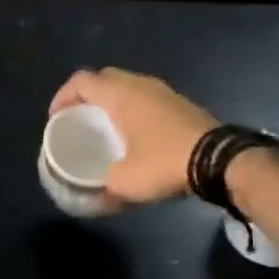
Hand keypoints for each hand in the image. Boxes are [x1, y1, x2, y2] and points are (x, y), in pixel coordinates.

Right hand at [50, 67, 216, 204]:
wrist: (221, 160)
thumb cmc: (164, 162)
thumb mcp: (126, 182)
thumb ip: (105, 187)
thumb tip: (96, 200)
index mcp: (119, 94)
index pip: (81, 81)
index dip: (63, 96)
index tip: (57, 117)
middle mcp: (140, 84)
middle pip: (104, 78)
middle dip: (88, 96)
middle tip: (81, 119)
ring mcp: (164, 91)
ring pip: (129, 87)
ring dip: (113, 102)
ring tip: (107, 127)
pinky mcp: (181, 104)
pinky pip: (147, 98)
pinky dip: (135, 109)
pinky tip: (137, 134)